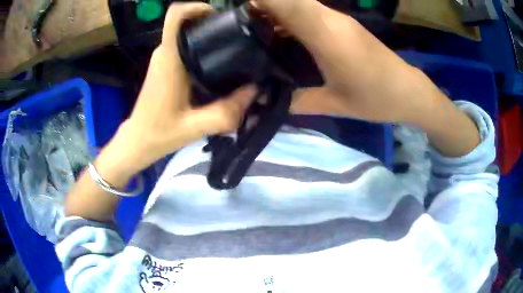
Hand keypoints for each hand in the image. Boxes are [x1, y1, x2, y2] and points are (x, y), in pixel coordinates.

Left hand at [102, 3, 255, 177]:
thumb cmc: (160, 133)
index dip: (195, 7)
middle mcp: (164, 53)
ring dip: (206, 33)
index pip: (174, 17)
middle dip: (210, 21)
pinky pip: (183, 45)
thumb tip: (255, 90)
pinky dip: (200, 45)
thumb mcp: (196, 127)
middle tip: (235, 34)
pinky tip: (216, 62)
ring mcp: (162, 58)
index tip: (217, 15)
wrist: (139, 140)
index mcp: (169, 60)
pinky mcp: (164, 65)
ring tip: (231, 47)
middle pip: (185, 22)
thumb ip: (226, 112)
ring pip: (185, 33)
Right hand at [258, 0, 441, 124]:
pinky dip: (291, 18)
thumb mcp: (334, 104)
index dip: (260, 1)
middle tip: (242, 30)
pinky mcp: (343, 23)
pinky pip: (309, 12)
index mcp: (325, 34)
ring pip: (298, 4)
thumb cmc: (375, 98)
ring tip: (257, 34)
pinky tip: (283, 37)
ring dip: (275, 12)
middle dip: (262, 7)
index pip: (286, 2)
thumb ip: (297, 101)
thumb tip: (269, 101)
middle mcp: (329, 18)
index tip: (238, 17)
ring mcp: (338, 19)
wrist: (408, 91)